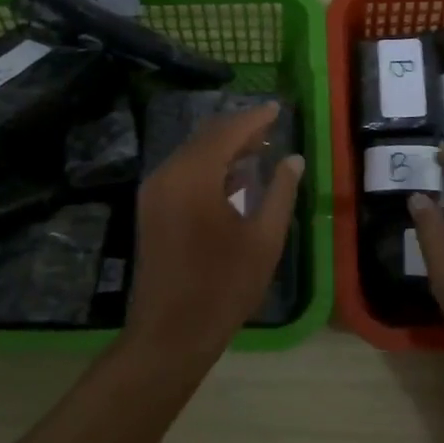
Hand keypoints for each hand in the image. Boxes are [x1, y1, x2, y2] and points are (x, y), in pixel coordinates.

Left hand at [125, 102, 304, 366]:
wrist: (170, 333)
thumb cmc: (223, 287)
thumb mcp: (264, 240)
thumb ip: (280, 192)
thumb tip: (292, 159)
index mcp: (194, 177)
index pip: (227, 132)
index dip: (255, 118)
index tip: (278, 108)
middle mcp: (168, 174)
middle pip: (206, 137)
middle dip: (239, 130)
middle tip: (271, 127)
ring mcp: (154, 192)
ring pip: (193, 154)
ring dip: (224, 148)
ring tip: (258, 148)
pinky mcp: (151, 209)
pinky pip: (182, 172)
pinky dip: (208, 166)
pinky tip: (233, 177)